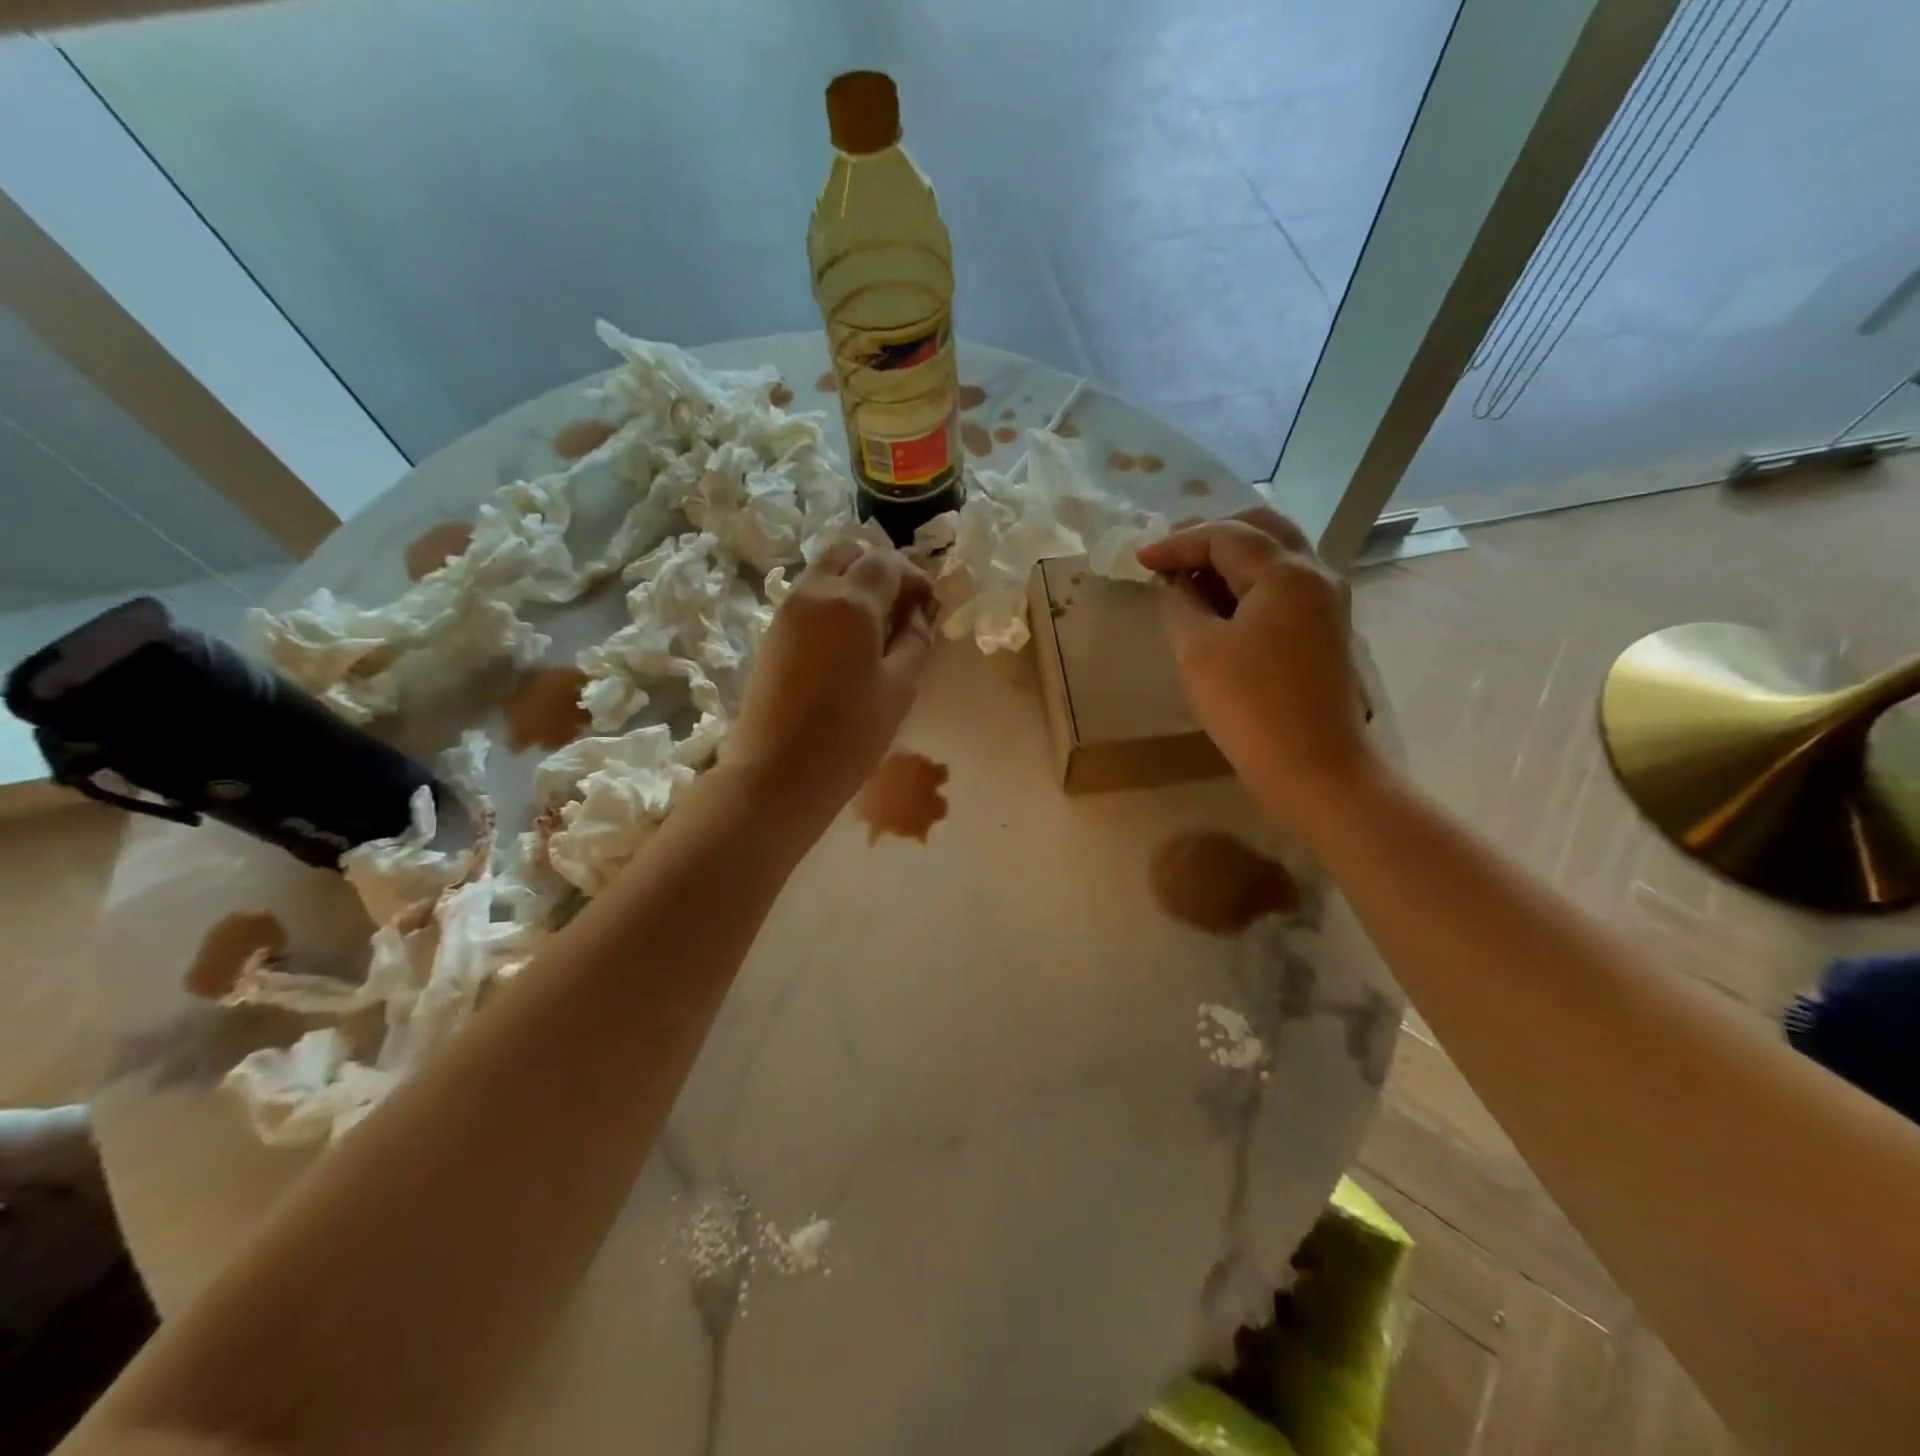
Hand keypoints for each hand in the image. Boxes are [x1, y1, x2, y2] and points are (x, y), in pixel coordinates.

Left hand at [725, 539, 935, 838]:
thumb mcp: (900, 688)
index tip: (931, 604)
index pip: (887, 562)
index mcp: (850, 601)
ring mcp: (786, 612)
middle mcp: (813, 593)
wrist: (776, 774)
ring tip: (878, 626)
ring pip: (824, 573)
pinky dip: (833, 603)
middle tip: (903, 605)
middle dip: (879, 568)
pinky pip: (808, 599)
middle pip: (848, 552)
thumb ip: (916, 641)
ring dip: (854, 584)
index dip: (915, 576)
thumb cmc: (849, 734)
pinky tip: (850, 643)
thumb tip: (919, 615)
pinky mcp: (772, 635)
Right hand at [1136, 508, 1376, 833]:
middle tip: (1168, 551)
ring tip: (1187, 573)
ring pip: (1275, 555)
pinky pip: (1282, 585)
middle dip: (1210, 535)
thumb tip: (1177, 584)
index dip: (1176, 543)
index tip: (1138, 558)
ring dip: (1230, 556)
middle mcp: (1315, 574)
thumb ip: (1181, 604)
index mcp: (1286, 572)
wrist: (1313, 768)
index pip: (1225, 536)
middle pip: (1260, 529)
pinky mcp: (1323, 629)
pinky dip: (1247, 581)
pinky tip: (1217, 600)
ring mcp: (1326, 602)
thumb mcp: (1198, 650)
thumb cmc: (1249, 706)